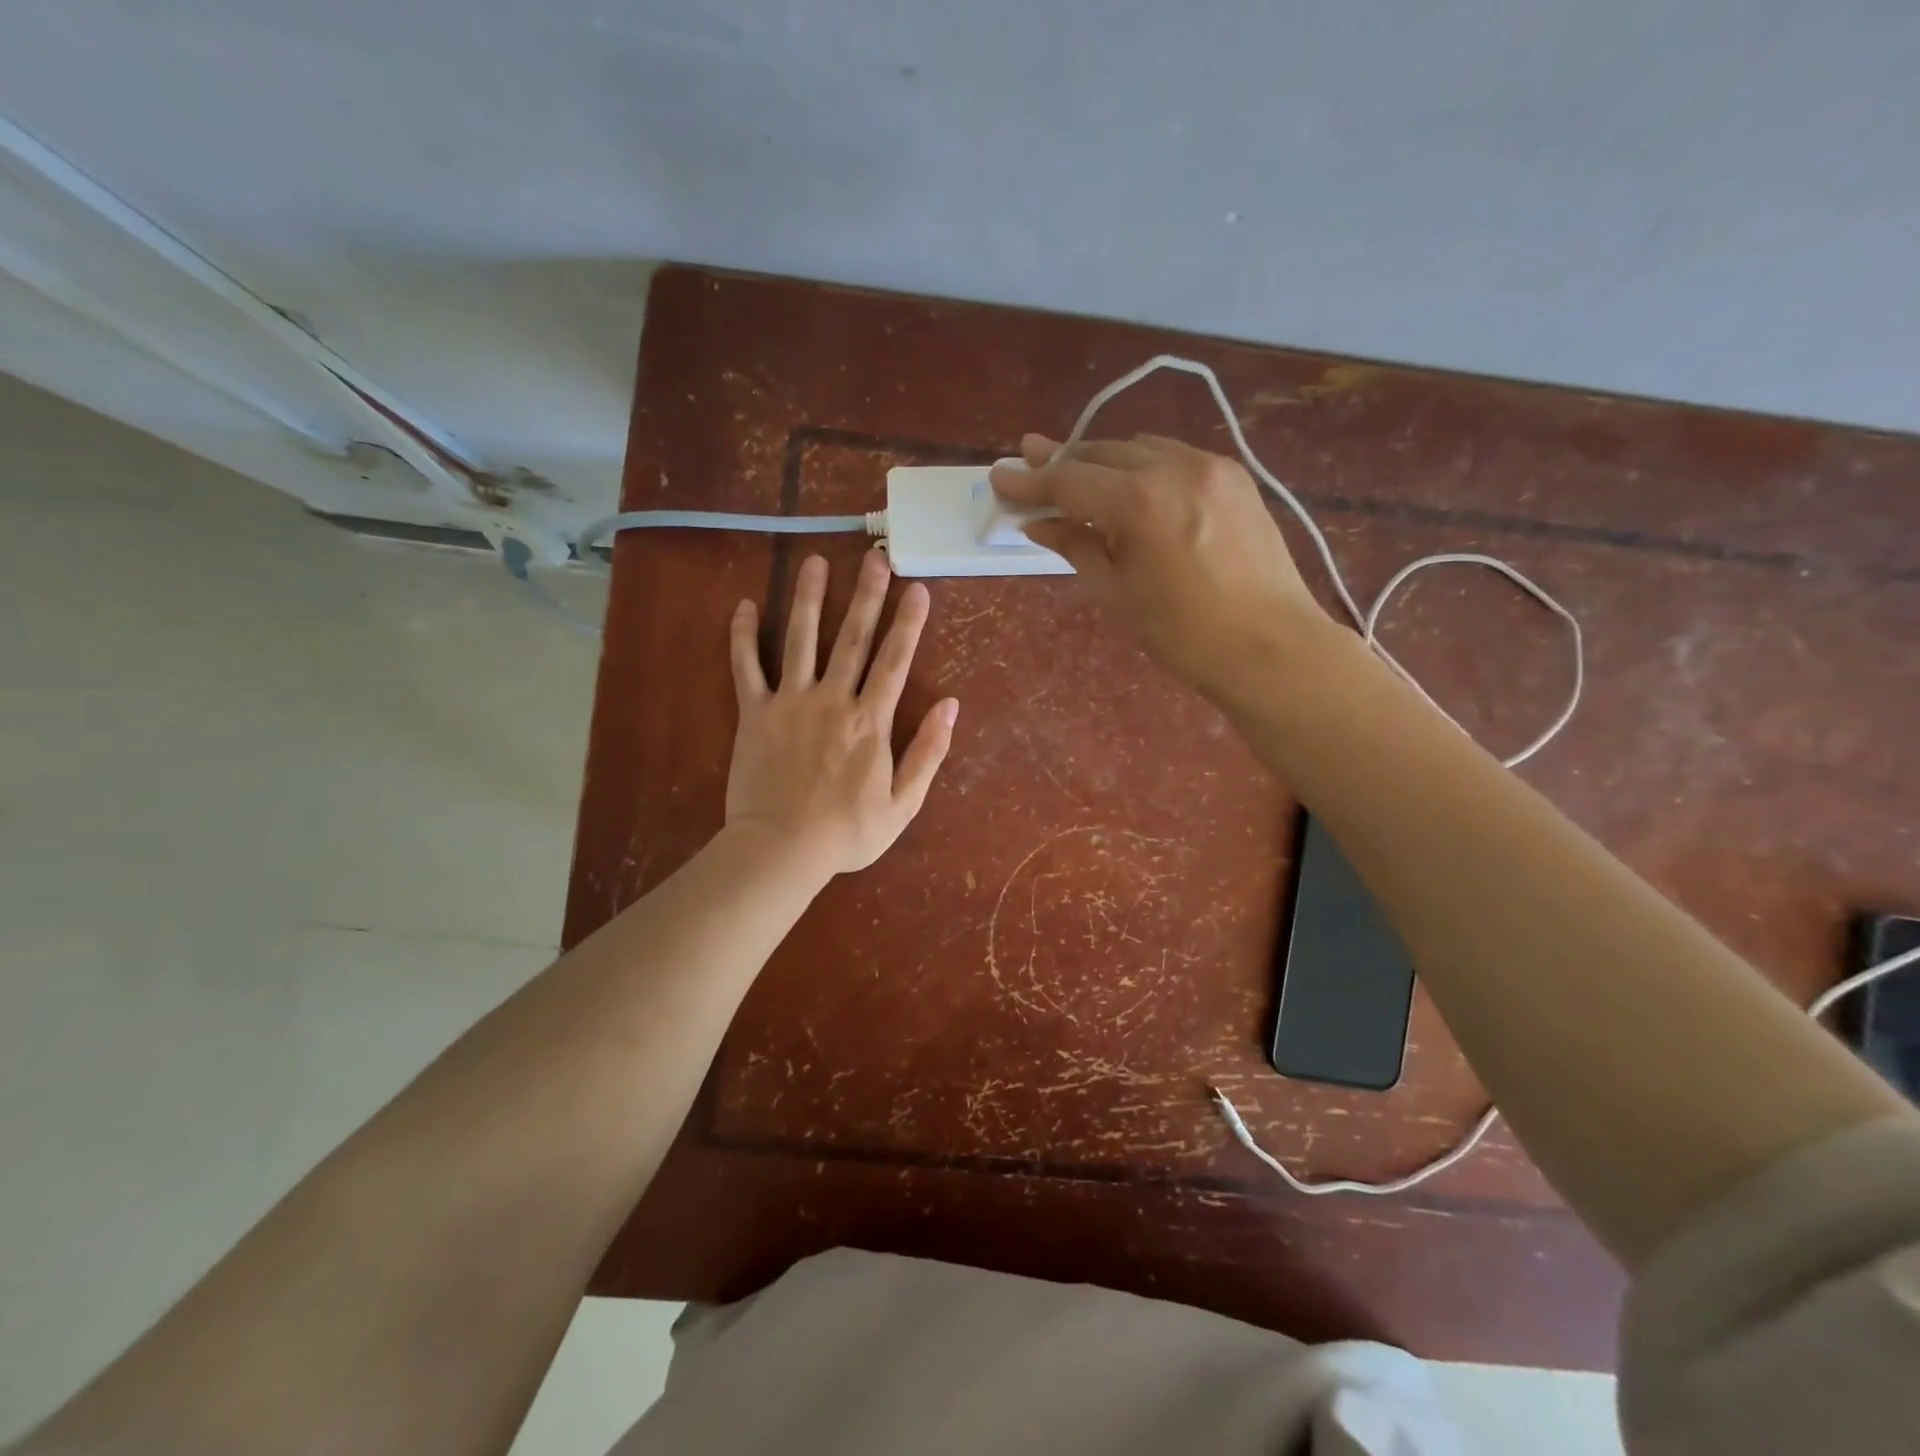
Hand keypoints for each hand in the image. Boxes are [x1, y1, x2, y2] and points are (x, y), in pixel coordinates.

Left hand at [726, 550, 958, 874]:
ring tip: (815, 562)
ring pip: (800, 640)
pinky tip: (746, 605)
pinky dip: (744, 636)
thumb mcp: (903, 803)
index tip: (917, 588)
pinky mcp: (754, 714)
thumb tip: (950, 706)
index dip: (908, 623)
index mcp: (870, 721)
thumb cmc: (848, 832)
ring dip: (809, 598)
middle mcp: (832, 700)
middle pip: (852, 638)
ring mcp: (789, 702)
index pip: (895, 661)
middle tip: (874, 557)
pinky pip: (746, 668)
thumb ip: (928, 752)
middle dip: (866, 595)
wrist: (782, 850)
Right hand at [989, 433, 1333, 702]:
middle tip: (1028, 459)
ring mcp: (1209, 466)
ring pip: (1139, 449)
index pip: (1068, 481)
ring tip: (1076, 471)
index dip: (1029, 481)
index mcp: (1139, 502)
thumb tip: (1040, 524)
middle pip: (1101, 454)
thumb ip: (1076, 546)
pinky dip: (1142, 464)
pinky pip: (1173, 456)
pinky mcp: (1234, 475)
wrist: (1269, 645)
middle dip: (1062, 460)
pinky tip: (1130, 481)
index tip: (999, 475)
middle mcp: (1173, 467)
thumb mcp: (1116, 593)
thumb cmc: (1182, 633)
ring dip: (1102, 459)